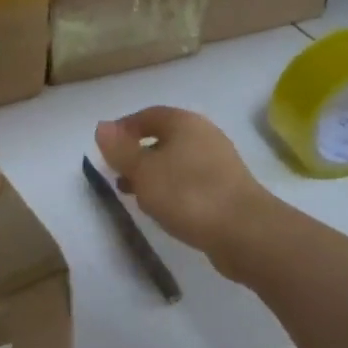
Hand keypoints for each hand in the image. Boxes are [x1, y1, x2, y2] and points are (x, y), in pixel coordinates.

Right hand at [94, 107, 273, 272]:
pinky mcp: (227, 189)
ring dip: (154, 174)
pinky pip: (191, 181)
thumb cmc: (188, 194)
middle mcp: (205, 135)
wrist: (245, 232)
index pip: (148, 115)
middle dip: (138, 154)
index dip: (124, 128)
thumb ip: (120, 150)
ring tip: (135, 195)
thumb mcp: (144, 172)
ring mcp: (219, 163)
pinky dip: (172, 189)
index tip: (105, 149)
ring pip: (177, 161)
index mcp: (185, 123)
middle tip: (117, 173)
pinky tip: (164, 209)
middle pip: (164, 137)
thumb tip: (102, 126)